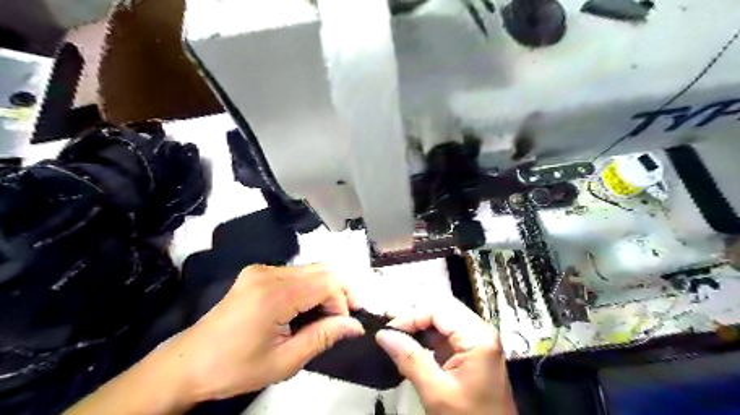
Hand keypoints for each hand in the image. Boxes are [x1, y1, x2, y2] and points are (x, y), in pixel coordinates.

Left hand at [162, 264, 363, 403]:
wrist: (188, 363)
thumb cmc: (235, 368)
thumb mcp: (284, 362)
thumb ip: (323, 337)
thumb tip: (355, 325)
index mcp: (274, 294)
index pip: (327, 283)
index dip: (343, 302)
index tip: (343, 326)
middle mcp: (269, 273)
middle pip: (322, 270)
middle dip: (339, 292)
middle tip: (343, 319)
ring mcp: (261, 269)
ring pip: (311, 269)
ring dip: (326, 290)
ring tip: (326, 316)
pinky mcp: (257, 273)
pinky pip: (296, 273)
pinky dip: (310, 288)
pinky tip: (307, 308)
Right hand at [377, 297, 516, 413]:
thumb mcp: (436, 392)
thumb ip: (410, 359)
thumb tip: (383, 334)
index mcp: (477, 337)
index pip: (438, 310)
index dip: (410, 316)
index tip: (387, 331)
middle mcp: (480, 330)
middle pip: (442, 308)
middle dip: (414, 315)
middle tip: (389, 327)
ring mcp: (477, 339)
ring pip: (443, 318)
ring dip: (419, 324)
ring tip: (396, 332)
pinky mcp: (472, 350)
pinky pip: (446, 332)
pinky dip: (427, 335)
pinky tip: (411, 342)